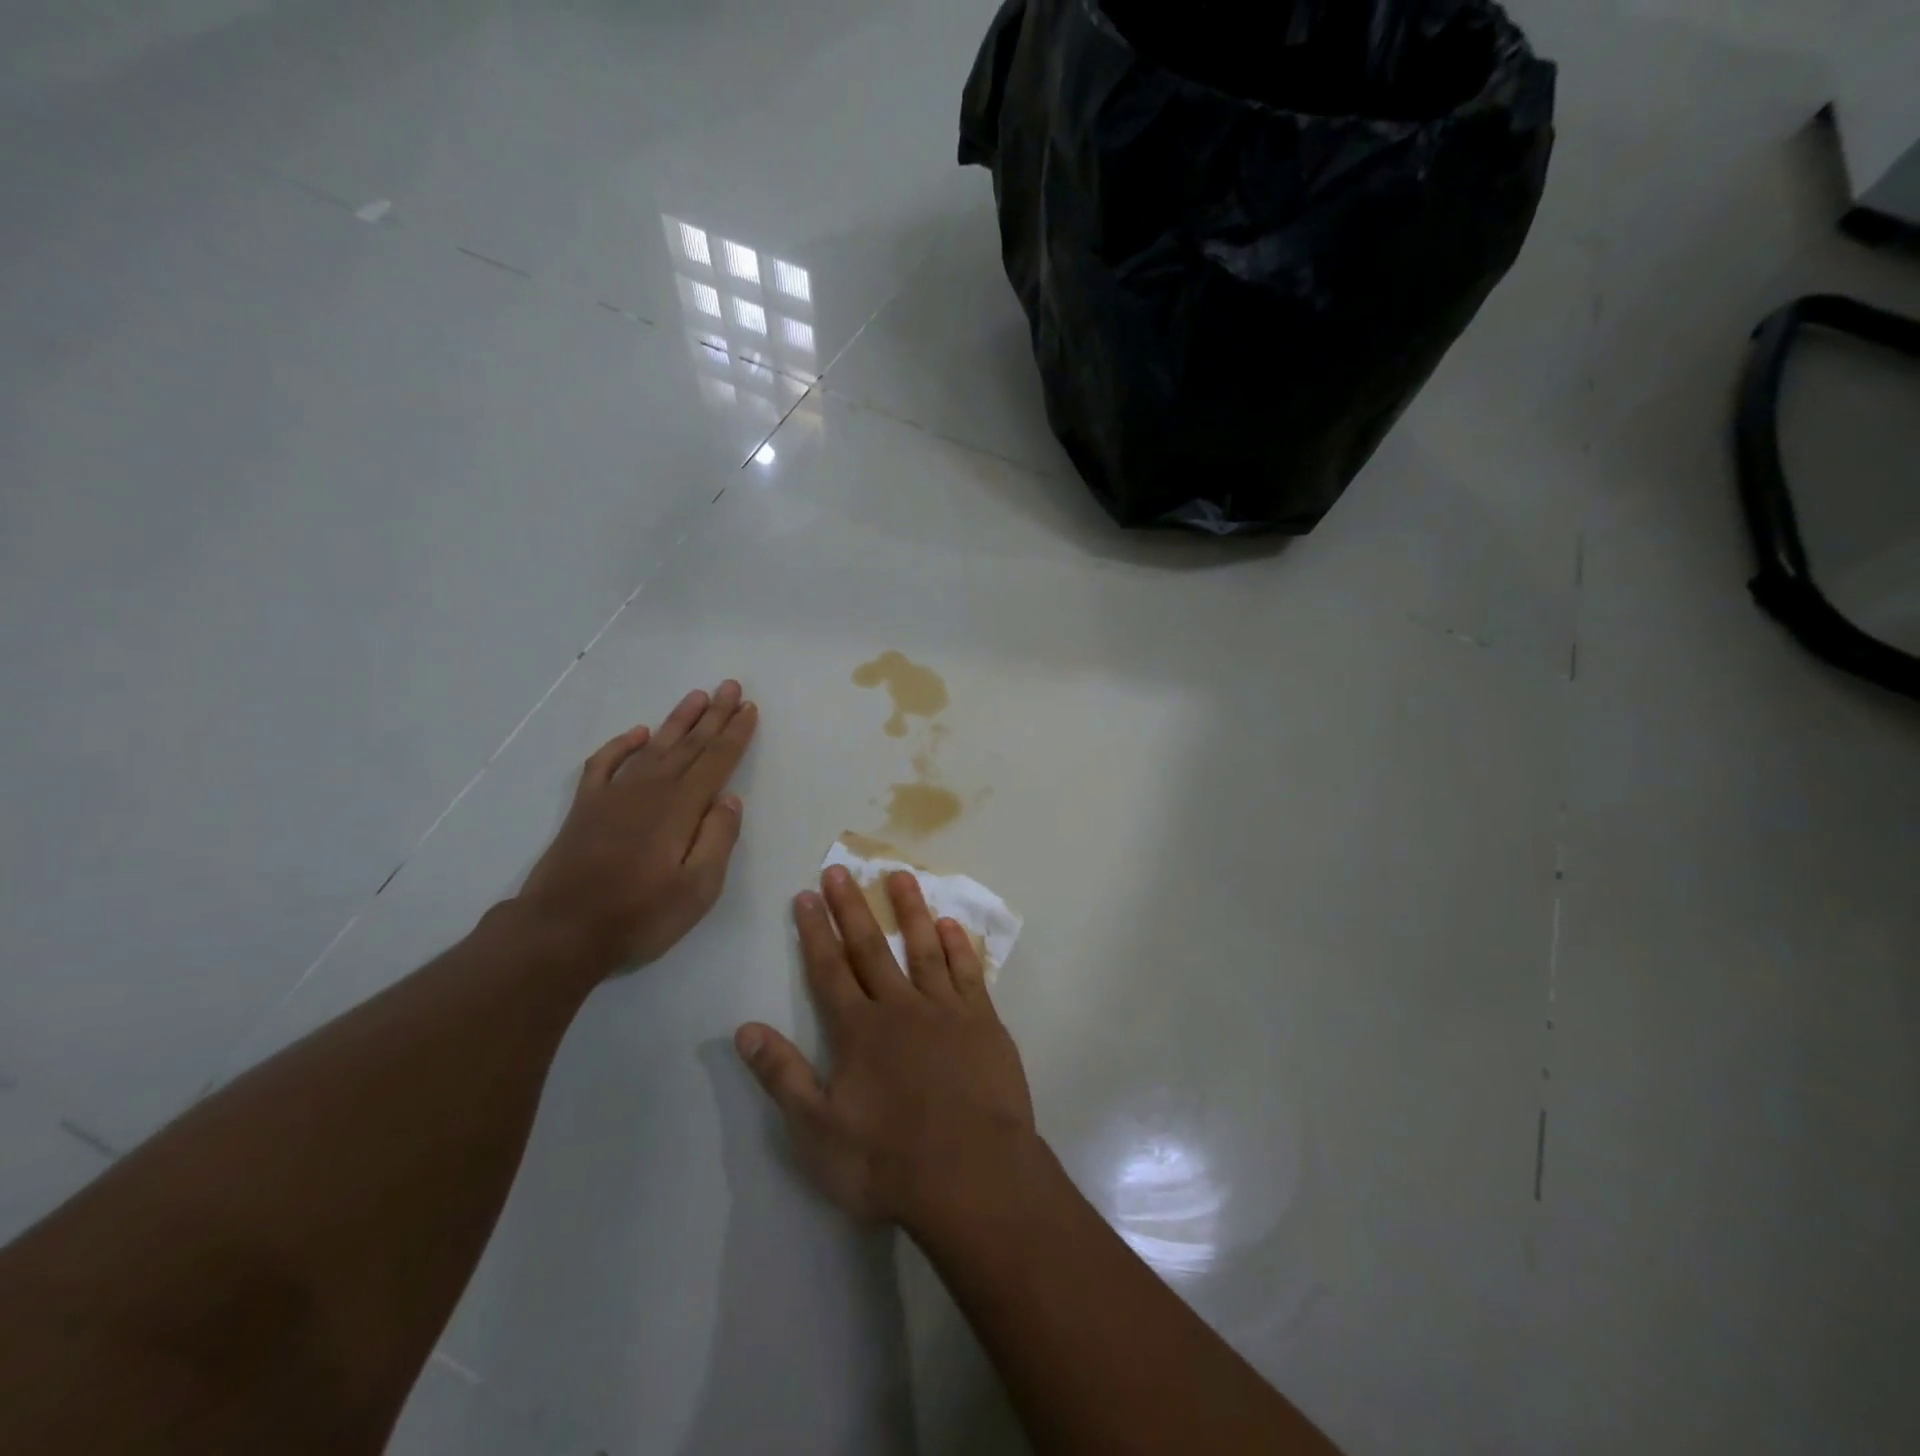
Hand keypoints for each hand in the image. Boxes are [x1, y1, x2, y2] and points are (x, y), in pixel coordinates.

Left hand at [517, 681, 757, 970]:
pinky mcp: (587, 807)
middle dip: (713, 715)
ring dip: (678, 721)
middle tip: (730, 686)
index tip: (749, 708)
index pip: (716, 761)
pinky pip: (606, 763)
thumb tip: (730, 799)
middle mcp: (649, 790)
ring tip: (697, 696)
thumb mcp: (697, 889)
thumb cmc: (639, 915)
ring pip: (654, 747)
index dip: (735, 734)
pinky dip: (624, 745)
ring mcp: (614, 795)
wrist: (560, 932)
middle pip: (689, 745)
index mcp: (680, 808)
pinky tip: (639, 733)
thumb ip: (717, 840)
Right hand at [736, 866, 1037, 1228]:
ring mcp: (946, 1010)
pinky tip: (951, 925)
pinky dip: (957, 946)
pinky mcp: (983, 1023)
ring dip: (909, 910)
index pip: (829, 969)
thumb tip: (744, 1029)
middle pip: (870, 947)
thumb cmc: (888, 1160)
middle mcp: (900, 1007)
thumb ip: (782, 1076)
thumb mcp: (817, 1131)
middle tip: (840, 869)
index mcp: (858, 1030)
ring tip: (899, 876)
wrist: (972, 1175)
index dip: (814, 931)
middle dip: (851, 907)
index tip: (806, 895)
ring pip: (923, 947)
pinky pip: (967, 973)